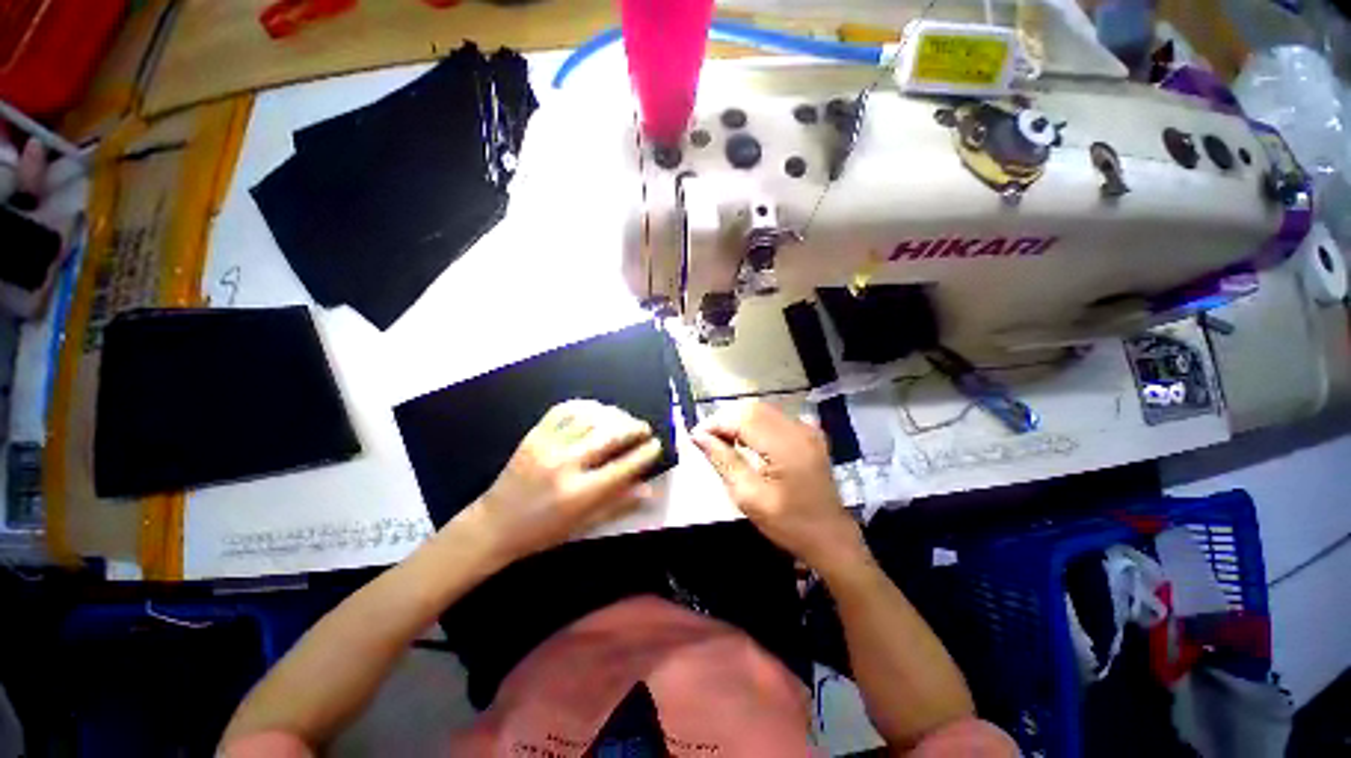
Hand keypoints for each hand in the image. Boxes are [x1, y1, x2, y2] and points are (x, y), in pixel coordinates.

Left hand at [463, 400, 662, 563]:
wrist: (493, 526)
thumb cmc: (543, 532)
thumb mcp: (584, 525)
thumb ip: (619, 505)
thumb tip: (651, 490)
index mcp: (579, 494)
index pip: (624, 467)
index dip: (645, 453)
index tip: (656, 445)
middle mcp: (565, 466)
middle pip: (610, 436)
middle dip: (634, 428)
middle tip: (644, 428)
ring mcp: (547, 446)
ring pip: (590, 418)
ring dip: (613, 415)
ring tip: (623, 419)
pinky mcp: (533, 435)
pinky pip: (563, 410)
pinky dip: (585, 406)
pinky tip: (596, 410)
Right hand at [692, 401, 865, 572]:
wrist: (829, 537)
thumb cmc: (787, 523)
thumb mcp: (749, 496)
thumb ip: (723, 460)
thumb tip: (698, 436)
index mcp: (786, 446)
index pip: (743, 419)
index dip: (716, 422)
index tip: (696, 435)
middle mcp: (798, 429)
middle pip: (753, 409)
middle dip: (726, 419)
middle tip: (708, 439)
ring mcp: (807, 429)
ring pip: (763, 411)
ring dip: (739, 421)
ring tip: (723, 441)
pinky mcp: (809, 434)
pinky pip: (775, 418)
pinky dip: (755, 424)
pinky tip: (746, 441)